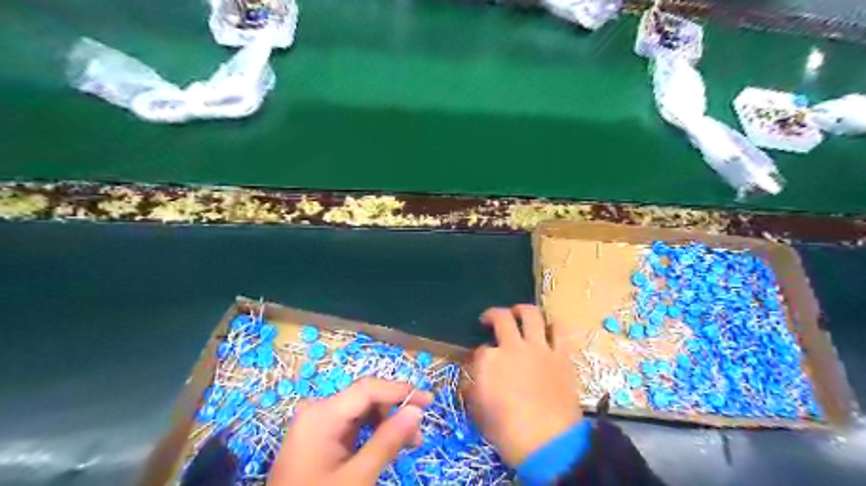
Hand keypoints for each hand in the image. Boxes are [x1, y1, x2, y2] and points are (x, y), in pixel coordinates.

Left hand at [270, 379, 430, 485]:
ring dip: (386, 422)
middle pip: (365, 398)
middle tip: (418, 434)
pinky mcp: (318, 436)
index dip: (401, 391)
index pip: (368, 389)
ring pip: (361, 411)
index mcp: (322, 414)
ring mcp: (316, 422)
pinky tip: (387, 444)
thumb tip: (416, 411)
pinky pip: (352, 424)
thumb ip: (387, 441)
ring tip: (408, 443)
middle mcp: (318, 410)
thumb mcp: (356, 478)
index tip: (429, 401)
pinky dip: (372, 432)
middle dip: (394, 411)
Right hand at [464, 305, 576, 466]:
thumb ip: (472, 392)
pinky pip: (559, 331)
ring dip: (522, 310)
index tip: (480, 363)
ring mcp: (539, 348)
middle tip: (488, 320)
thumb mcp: (480, 414)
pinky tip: (548, 328)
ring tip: (518, 312)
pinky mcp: (561, 355)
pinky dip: (553, 325)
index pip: (480, 349)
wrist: (548, 444)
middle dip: (491, 315)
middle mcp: (512, 346)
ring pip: (531, 314)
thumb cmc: (508, 432)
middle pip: (501, 318)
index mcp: (489, 361)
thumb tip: (469, 382)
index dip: (478, 355)